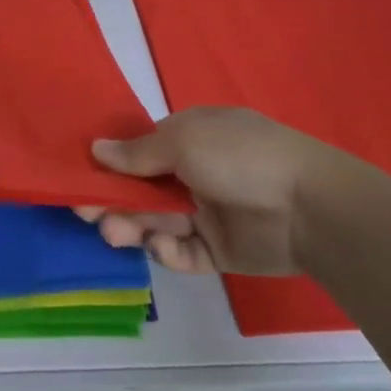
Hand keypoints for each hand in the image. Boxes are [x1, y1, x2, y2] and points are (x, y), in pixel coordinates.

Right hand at [79, 107, 341, 276]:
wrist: (308, 207)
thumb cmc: (239, 158)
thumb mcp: (183, 141)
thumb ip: (137, 152)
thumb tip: (95, 149)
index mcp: (190, 139)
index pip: (139, 153)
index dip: (110, 168)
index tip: (82, 182)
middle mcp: (195, 174)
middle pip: (142, 192)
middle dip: (115, 202)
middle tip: (89, 214)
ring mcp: (207, 213)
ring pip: (156, 223)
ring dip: (133, 227)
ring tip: (115, 234)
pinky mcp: (218, 250)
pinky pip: (183, 251)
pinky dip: (168, 250)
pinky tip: (164, 246)